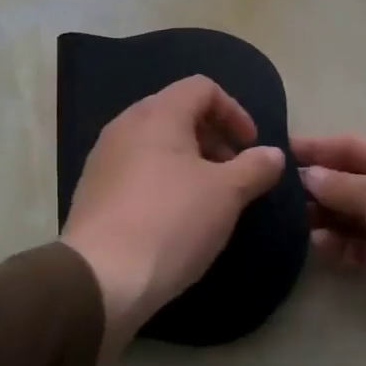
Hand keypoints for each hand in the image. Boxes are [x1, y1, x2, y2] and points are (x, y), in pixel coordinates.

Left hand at [63, 76, 286, 362]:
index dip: (234, 111)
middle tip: (232, 172)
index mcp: (157, 114)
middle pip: (176, 112)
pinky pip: (135, 170)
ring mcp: (103, 158)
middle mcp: (125, 126)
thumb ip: (255, 168)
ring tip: (207, 197)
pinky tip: (174, 217)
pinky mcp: (92, 190)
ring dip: (187, 160)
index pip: (202, 88)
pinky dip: (162, 179)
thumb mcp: (227, 194)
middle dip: (211, 137)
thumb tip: (274, 154)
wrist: (101, 277)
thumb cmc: (171, 222)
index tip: (250, 146)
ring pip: (154, 143)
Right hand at [296, 134, 365, 365]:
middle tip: (271, 190)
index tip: (277, 150)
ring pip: (350, 215)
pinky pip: (357, 247)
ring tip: (285, 220)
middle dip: (315, 184)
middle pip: (350, 180)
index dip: (316, 147)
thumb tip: (307, 175)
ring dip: (322, 216)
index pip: (352, 146)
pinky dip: (336, 245)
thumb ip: (342, 185)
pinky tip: (313, 245)